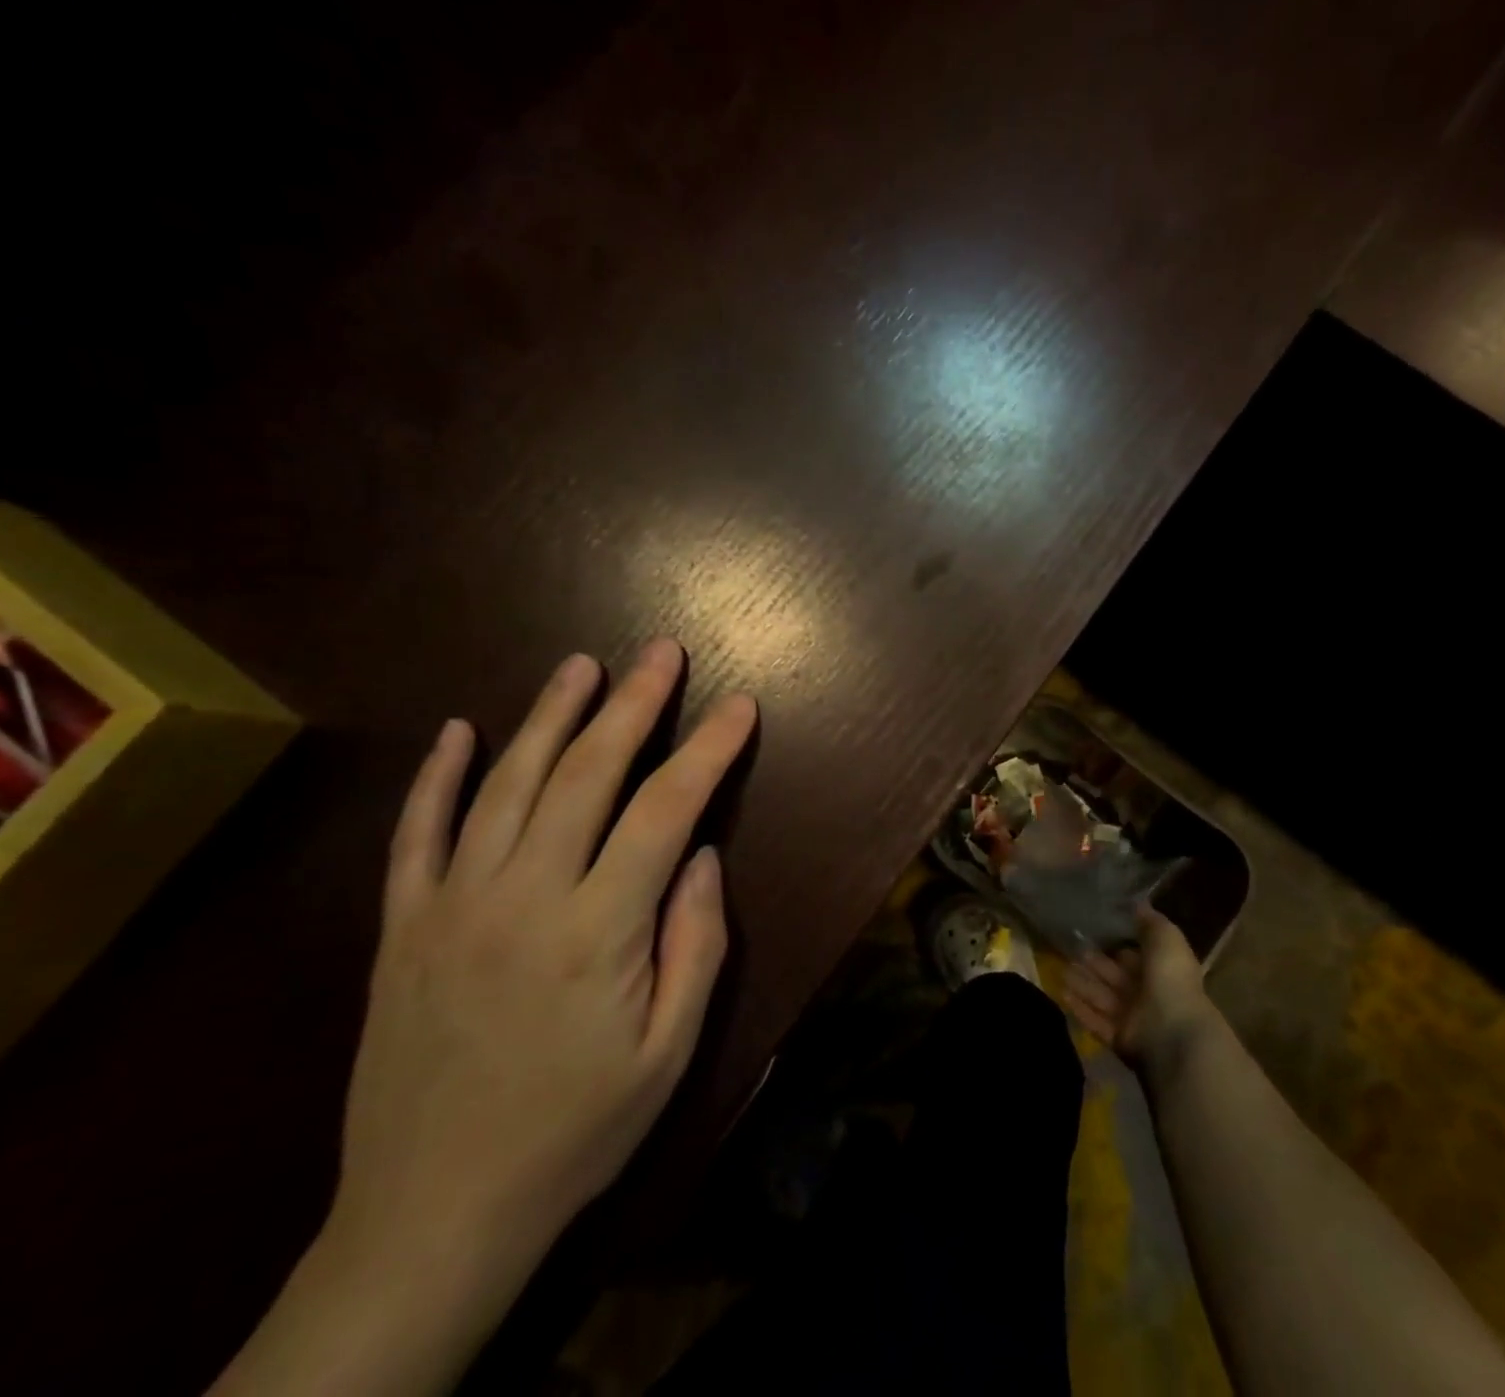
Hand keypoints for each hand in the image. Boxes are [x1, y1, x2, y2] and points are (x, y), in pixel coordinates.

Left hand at [335, 641, 755, 1272]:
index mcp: (597, 929)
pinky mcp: (402, 928)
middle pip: (585, 775)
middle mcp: (522, 897)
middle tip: (662, 652)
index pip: (666, 811)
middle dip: (632, 705)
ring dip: (548, 716)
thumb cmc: (576, 1131)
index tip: (739, 706)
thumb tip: (703, 856)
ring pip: (504, 786)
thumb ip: (695, 944)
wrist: (434, 1214)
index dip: (709, 750)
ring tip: (582, 666)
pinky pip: (415, 835)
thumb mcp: (668, 1051)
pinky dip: (438, 777)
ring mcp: (451, 906)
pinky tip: (460, 730)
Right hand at [1062, 906, 1216, 1072]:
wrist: (1172, 1030)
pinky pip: (1095, 1021)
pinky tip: (1062, 993)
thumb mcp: (1166, 938)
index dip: (1116, 945)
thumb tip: (1137, 903)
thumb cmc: (1171, 978)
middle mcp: (1147, 993)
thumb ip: (1150, 921)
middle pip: (1114, 976)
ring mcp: (1132, 1018)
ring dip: (1082, 984)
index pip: (1134, 956)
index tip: (1092, 931)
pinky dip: (1080, 1008)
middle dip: (1093, 964)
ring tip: (1059, 969)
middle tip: (1069, 949)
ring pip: (1101, 997)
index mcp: (1161, 970)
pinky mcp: (1118, 1039)